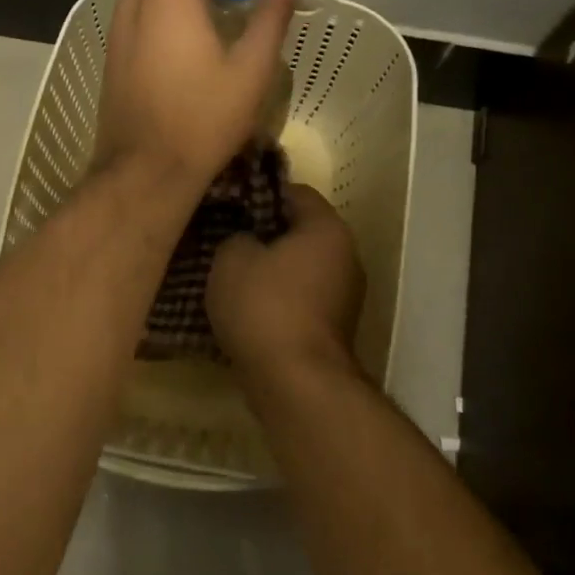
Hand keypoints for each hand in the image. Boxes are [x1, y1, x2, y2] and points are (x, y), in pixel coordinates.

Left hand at [93, 0, 295, 187]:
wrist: (144, 172)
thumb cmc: (203, 118)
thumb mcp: (251, 70)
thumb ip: (270, 20)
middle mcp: (135, 0)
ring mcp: (119, 30)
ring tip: (224, 18)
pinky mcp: (114, 55)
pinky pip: (144, 17)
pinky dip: (170, 16)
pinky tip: (194, 46)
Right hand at [208, 184, 364, 380]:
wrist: (295, 382)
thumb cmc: (264, 306)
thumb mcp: (231, 258)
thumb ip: (236, 236)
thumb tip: (246, 241)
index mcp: (327, 229)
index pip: (296, 192)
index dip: (260, 194)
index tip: (230, 205)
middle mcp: (347, 255)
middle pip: (301, 231)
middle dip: (265, 233)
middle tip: (227, 238)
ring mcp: (346, 295)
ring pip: (301, 267)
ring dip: (271, 269)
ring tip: (232, 276)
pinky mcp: (335, 327)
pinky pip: (303, 298)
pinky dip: (280, 299)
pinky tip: (248, 308)